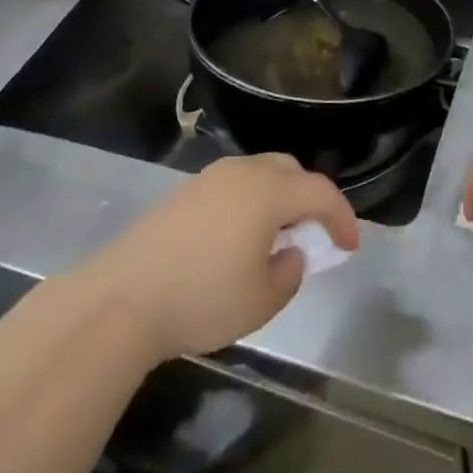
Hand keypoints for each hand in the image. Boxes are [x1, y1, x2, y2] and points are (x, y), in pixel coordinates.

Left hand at [79, 155, 359, 361]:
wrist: (122, 298)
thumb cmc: (202, 298)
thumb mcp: (261, 301)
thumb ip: (289, 274)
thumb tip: (290, 255)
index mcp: (269, 191)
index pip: (320, 192)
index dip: (341, 217)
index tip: (350, 246)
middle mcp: (244, 172)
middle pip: (291, 171)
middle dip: (310, 199)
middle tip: (314, 234)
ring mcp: (211, 178)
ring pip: (260, 174)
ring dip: (279, 198)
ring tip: (277, 238)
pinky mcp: (185, 193)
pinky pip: (234, 186)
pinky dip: (250, 203)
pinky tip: (239, 239)